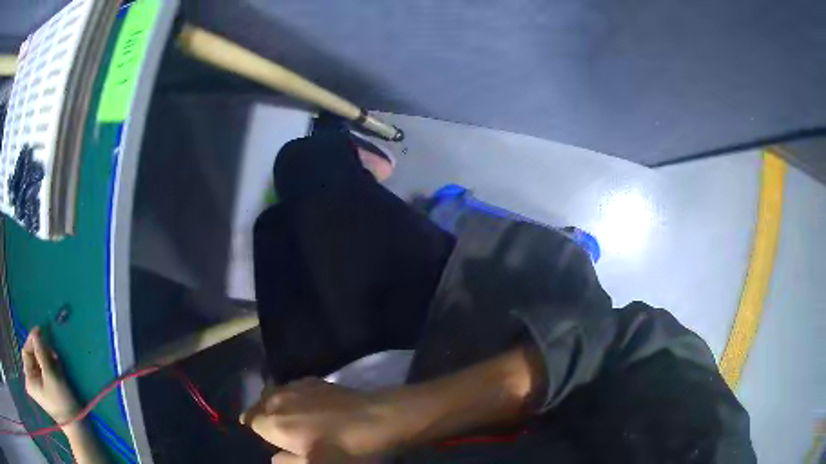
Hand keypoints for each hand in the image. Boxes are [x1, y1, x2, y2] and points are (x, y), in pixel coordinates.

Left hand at [21, 327, 78, 422]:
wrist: (75, 425)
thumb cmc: (62, 403)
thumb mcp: (51, 375)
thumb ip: (41, 351)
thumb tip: (35, 332)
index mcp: (28, 379)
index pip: (26, 351)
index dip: (32, 341)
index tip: (40, 332)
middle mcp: (29, 380)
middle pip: (29, 355)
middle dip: (39, 351)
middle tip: (51, 351)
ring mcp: (34, 385)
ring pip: (35, 360)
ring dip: (43, 356)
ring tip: (54, 359)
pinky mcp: (40, 387)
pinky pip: (38, 368)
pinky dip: (45, 364)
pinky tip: (53, 365)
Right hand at [240, 378, 398, 462]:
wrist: (379, 418)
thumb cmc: (346, 449)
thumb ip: (288, 463)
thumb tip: (274, 457)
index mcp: (274, 422)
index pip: (249, 422)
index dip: (254, 431)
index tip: (263, 439)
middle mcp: (279, 399)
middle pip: (259, 405)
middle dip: (262, 416)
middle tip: (277, 432)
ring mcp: (297, 386)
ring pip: (273, 394)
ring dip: (274, 405)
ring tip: (288, 419)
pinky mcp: (315, 380)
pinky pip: (291, 387)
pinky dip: (290, 397)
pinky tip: (305, 406)